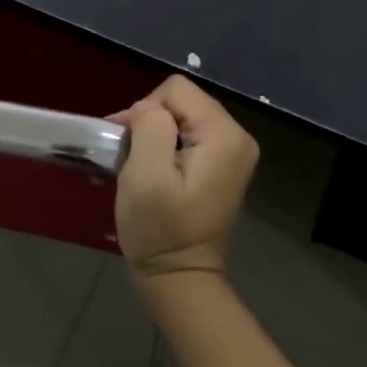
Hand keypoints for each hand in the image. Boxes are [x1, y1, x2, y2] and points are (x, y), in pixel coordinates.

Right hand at [111, 76, 257, 279]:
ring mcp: (233, 151)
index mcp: (224, 134)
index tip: (129, 144)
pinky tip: (156, 171)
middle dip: (151, 122)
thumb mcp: (146, 173)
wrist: (180, 277)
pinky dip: (166, 146)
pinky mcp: (223, 164)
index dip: (146, 110)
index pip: (176, 90)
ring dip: (156, 135)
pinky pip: (189, 134)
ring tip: (141, 166)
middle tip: (130, 156)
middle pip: (182, 100)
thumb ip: (150, 126)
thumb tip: (148, 109)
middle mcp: (237, 136)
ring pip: (182, 116)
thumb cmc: (160, 229)